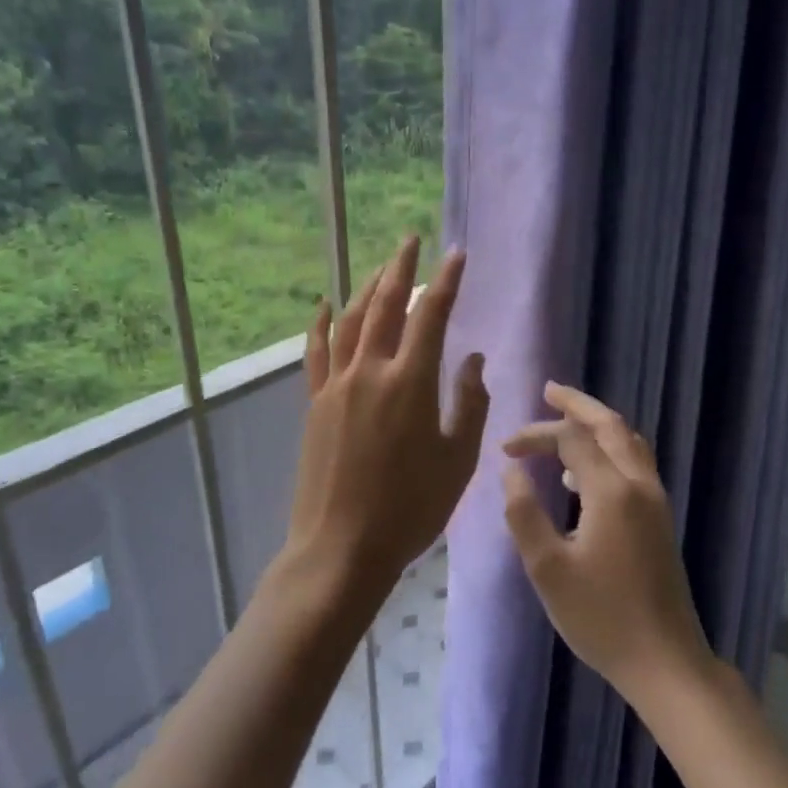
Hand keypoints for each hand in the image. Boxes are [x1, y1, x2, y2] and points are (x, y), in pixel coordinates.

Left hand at [280, 236, 488, 614]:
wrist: (342, 546)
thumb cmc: (410, 508)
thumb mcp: (457, 460)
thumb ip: (470, 404)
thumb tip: (471, 359)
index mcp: (410, 383)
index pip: (431, 316)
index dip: (445, 281)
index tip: (455, 254)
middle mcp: (370, 371)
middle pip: (384, 305)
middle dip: (399, 269)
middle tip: (410, 240)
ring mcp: (337, 385)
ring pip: (351, 321)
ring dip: (366, 288)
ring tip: (381, 268)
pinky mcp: (316, 403)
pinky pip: (318, 351)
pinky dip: (322, 323)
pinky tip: (325, 305)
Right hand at [503, 383, 713, 707]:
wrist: (664, 660)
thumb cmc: (600, 617)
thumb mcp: (548, 568)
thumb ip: (524, 513)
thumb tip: (512, 470)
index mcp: (612, 491)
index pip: (572, 439)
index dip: (537, 435)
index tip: (505, 449)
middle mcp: (640, 485)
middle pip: (611, 425)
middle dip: (578, 405)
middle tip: (549, 391)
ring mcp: (655, 501)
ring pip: (629, 442)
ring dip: (597, 425)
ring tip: (563, 424)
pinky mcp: (659, 519)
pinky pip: (635, 464)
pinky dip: (609, 451)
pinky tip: (582, 476)